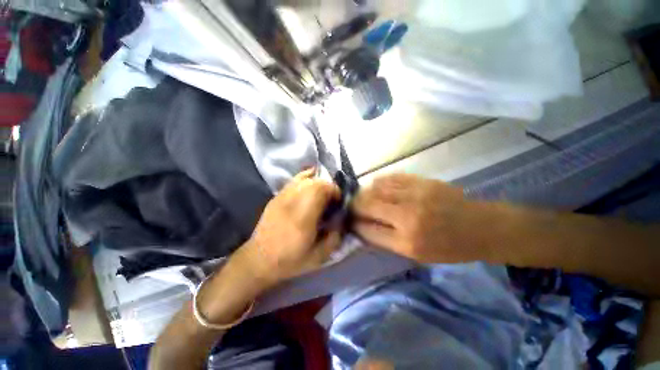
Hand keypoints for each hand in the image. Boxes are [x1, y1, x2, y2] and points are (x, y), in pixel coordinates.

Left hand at [244, 168, 342, 284]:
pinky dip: (305, 178)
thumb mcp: (318, 257)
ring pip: (304, 179)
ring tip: (322, 193)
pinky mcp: (276, 197)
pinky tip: (311, 181)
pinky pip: (294, 180)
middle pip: (314, 182)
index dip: (334, 191)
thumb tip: (341, 219)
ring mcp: (282, 198)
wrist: (259, 260)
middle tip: (332, 199)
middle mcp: (292, 203)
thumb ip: (334, 238)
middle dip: (328, 187)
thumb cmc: (290, 261)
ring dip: (318, 183)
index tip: (339, 201)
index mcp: (303, 218)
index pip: (321, 191)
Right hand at [351, 174, 488, 262]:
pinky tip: (377, 187)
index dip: (355, 224)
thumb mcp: (416, 254)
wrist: (481, 227)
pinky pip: (390, 178)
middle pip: (367, 204)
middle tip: (352, 207)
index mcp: (407, 241)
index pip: (368, 230)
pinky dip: (379, 182)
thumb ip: (386, 239)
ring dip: (365, 192)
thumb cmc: (449, 247)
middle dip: (354, 205)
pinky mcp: (420, 181)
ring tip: (363, 196)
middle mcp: (407, 216)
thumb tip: (362, 225)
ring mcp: (414, 194)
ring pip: (375, 188)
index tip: (350, 221)